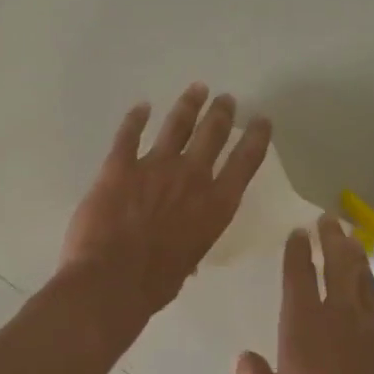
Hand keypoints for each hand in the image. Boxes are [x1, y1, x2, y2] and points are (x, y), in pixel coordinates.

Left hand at [60, 84, 270, 319]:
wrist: (111, 280)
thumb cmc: (155, 284)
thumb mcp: (186, 264)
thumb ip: (189, 245)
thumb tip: (183, 251)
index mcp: (216, 206)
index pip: (244, 163)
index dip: (256, 139)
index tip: (262, 120)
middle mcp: (192, 178)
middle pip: (212, 135)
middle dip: (221, 114)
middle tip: (226, 99)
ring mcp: (154, 167)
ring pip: (176, 126)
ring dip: (188, 105)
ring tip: (197, 89)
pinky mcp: (119, 166)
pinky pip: (128, 134)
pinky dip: (135, 118)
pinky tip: (141, 107)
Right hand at [235, 218, 373, 373]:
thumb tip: (244, 357)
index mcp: (304, 322)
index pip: (299, 275)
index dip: (297, 251)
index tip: (298, 232)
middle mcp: (337, 314)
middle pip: (337, 265)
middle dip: (331, 239)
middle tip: (328, 219)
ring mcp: (367, 326)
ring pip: (361, 278)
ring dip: (355, 255)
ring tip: (352, 239)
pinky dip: (369, 284)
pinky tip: (367, 287)